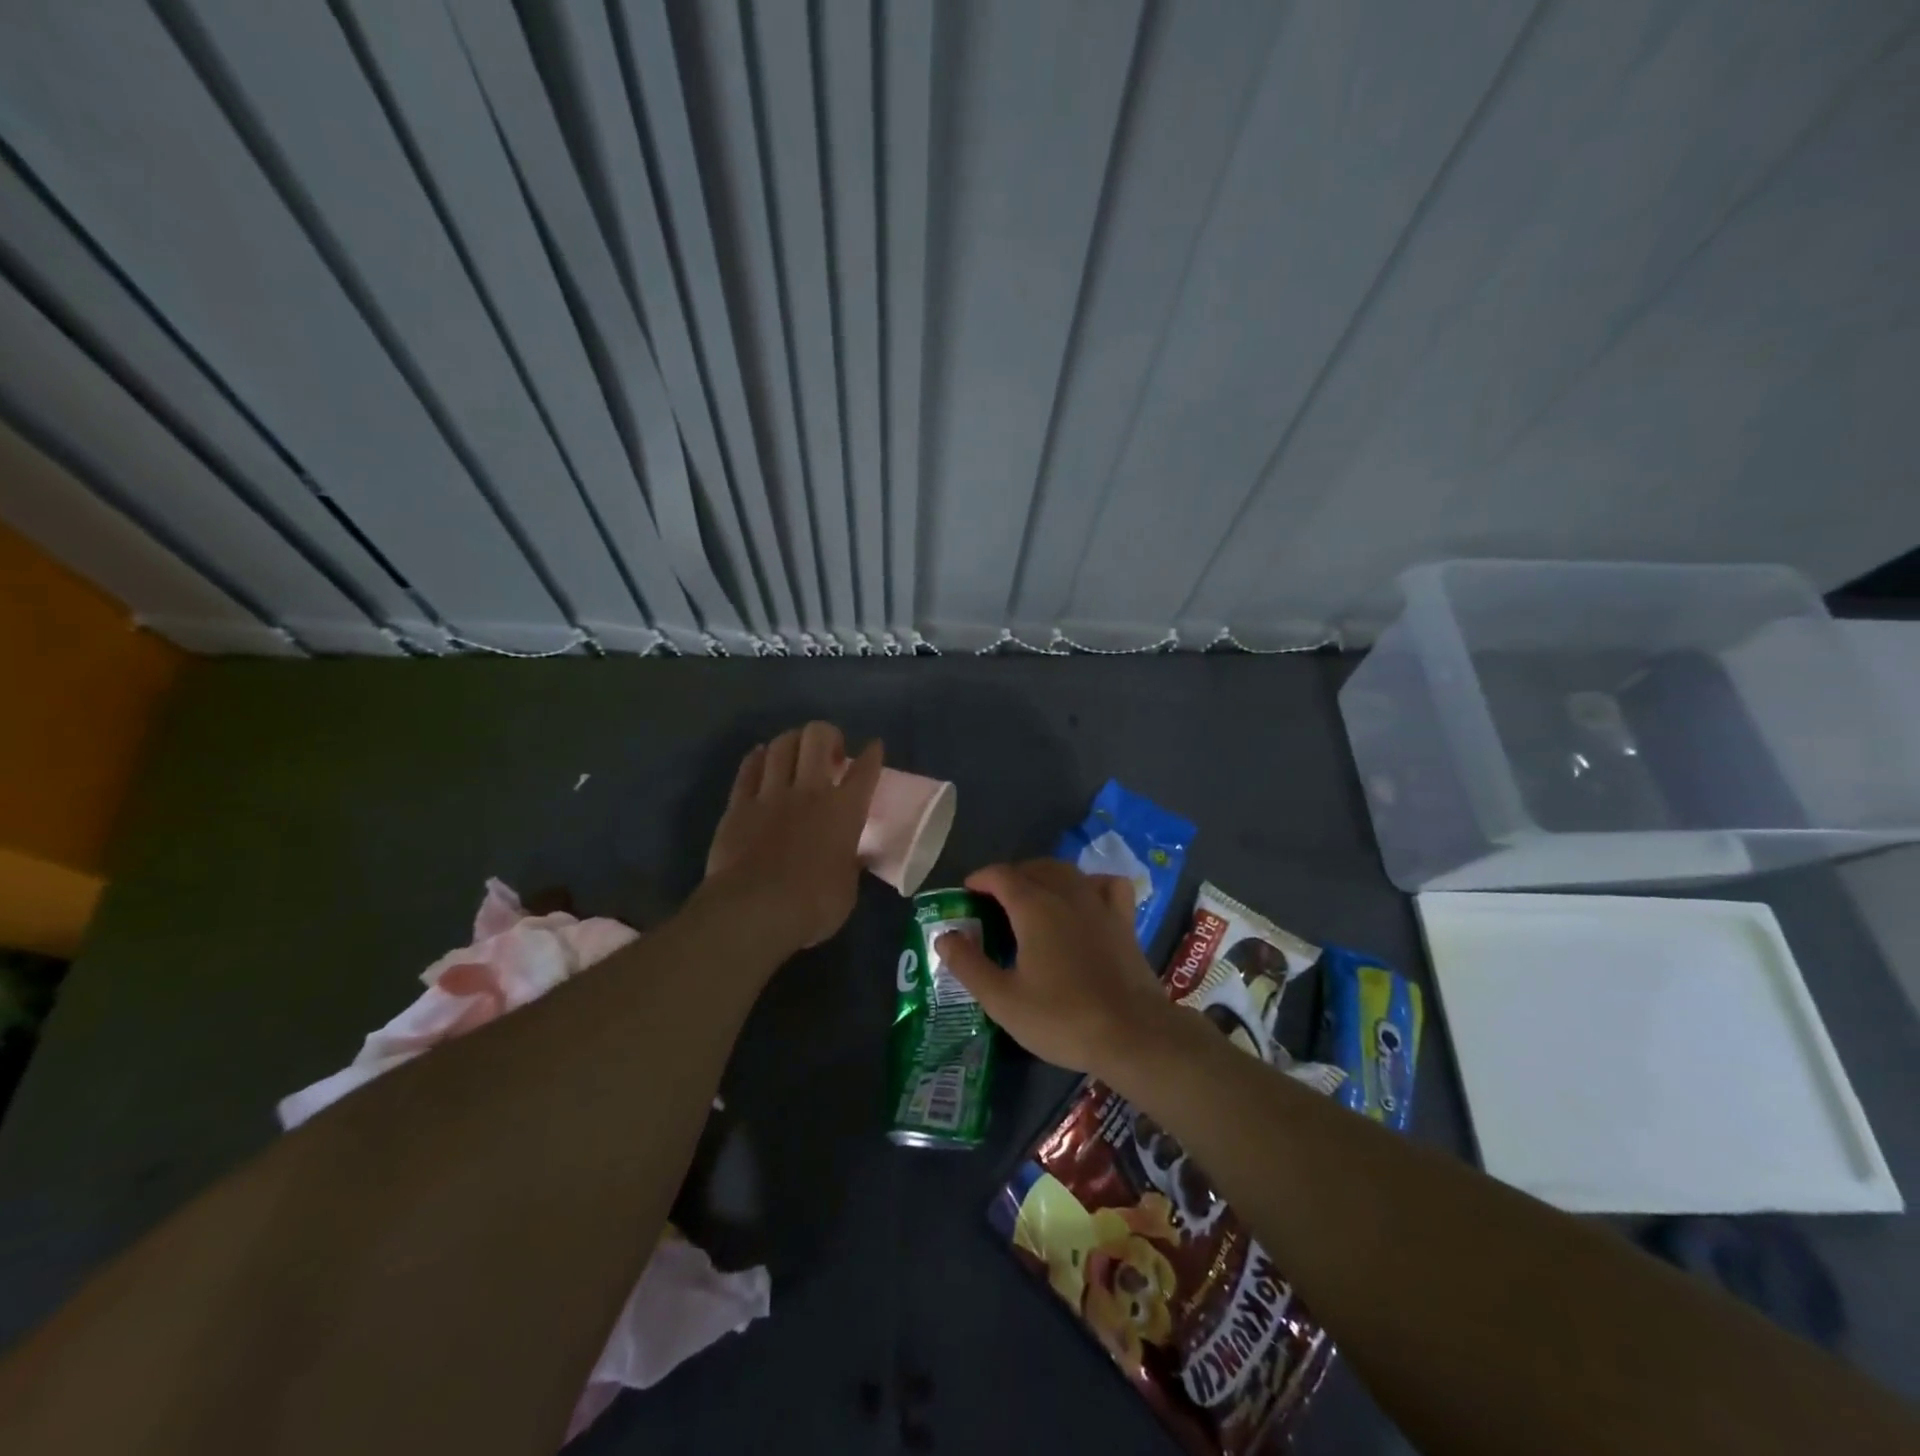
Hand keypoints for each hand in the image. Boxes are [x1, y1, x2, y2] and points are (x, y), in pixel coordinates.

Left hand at [704, 722, 882, 950]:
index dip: (872, 754)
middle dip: (827, 735)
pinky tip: (761, 757)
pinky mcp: (738, 805)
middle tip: (830, 754)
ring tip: (796, 753)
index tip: (873, 747)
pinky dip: (757, 759)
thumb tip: (853, 857)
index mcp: (845, 811)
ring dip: (792, 742)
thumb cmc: (813, 905)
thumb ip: (850, 864)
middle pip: (818, 737)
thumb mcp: (847, 889)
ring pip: (781, 745)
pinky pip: (748, 769)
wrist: (753, 910)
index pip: (865, 771)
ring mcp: (771, 795)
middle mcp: (810, 792)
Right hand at [935, 860, 1173, 1080]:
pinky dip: (1089, 883)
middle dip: (1009, 877)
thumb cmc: (1062, 1018)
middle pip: (1033, 868)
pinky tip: (1083, 899)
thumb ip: (969, 964)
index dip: (979, 879)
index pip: (1000, 875)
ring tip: (1031, 899)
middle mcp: (1066, 893)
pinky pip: (1105, 885)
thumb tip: (944, 936)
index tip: (966, 894)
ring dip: (1043, 876)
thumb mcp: (1003, 1000)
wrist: (1133, 1034)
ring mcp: (1099, 903)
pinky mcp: (1123, 920)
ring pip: (1067, 871)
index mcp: (1033, 907)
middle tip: (993, 904)